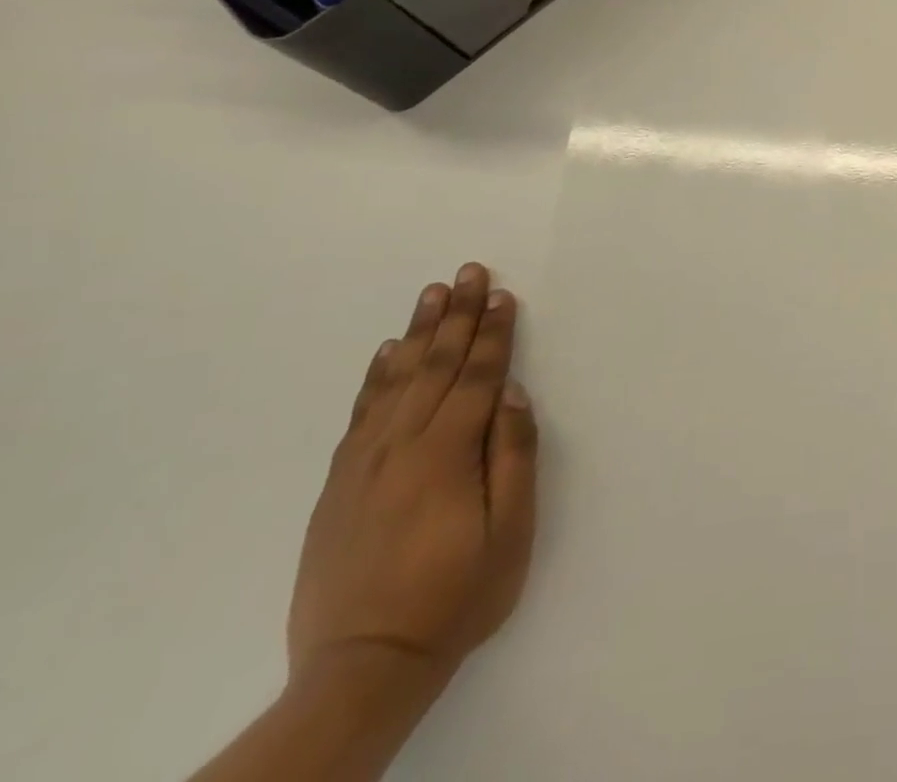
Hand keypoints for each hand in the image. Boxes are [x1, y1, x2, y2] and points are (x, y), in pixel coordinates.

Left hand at [287, 262, 537, 686]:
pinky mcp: (339, 485)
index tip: (503, 294)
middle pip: (436, 365)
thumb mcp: (510, 531)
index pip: (478, 377)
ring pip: (396, 381)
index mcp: (446, 454)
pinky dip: (376, 377)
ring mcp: (363, 464)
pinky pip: (361, 414)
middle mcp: (401, 447)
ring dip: (418, 333)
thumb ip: (513, 457)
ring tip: (432, 293)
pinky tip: (388, 353)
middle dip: (457, 315)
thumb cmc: (457, 596)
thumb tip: (515, 396)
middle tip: (468, 272)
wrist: (362, 668)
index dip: (494, 333)